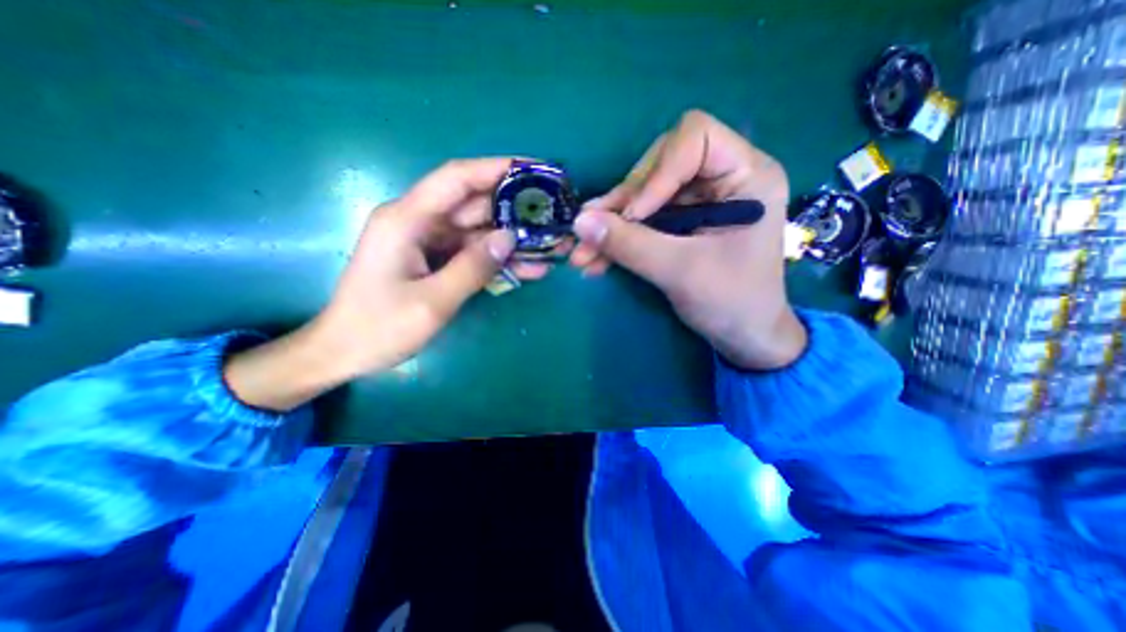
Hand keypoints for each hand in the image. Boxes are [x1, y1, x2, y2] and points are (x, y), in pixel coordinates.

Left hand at [225, 155, 544, 407]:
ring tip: (551, 247)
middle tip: (554, 215)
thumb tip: (510, 237)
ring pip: (479, 232)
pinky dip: (500, 260)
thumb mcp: (432, 302)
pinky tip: (530, 268)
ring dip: (513, 240)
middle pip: (474, 205)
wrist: (345, 352)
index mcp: (407, 219)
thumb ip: (473, 267)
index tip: (535, 170)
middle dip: (515, 209)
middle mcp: (419, 222)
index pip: (457, 178)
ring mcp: (429, 242)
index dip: (497, 168)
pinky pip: (474, 254)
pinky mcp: (436, 260)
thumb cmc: (379, 328)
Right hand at [576, 110, 804, 369]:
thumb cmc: (732, 302)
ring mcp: (698, 201)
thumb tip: (579, 222)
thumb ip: (630, 244)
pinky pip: (642, 220)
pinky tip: (595, 259)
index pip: (694, 138)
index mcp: (746, 175)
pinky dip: (618, 239)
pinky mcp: (681, 222)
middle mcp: (722, 178)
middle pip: (659, 165)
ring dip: (610, 224)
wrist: (743, 337)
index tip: (633, 214)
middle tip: (593, 233)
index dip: (657, 172)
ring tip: (582, 254)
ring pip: (643, 196)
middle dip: (624, 202)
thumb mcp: (680, 271)